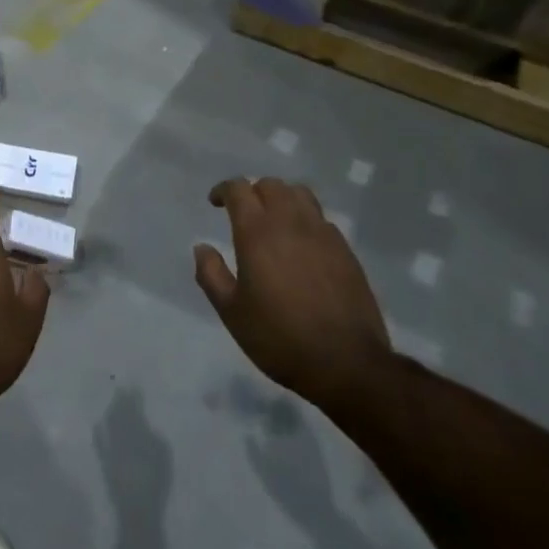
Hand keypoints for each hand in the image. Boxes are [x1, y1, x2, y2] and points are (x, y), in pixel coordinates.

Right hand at [195, 177, 391, 408]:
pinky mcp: (346, 250)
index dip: (224, 190)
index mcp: (257, 232)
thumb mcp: (232, 312)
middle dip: (253, 192)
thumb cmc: (279, 338)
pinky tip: (301, 246)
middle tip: (244, 213)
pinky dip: (305, 220)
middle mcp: (291, 223)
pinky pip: (321, 219)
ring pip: (300, 195)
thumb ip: (211, 275)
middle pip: (271, 185)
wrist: (346, 363)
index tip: (215, 203)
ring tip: (274, 222)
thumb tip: (202, 247)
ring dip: (282, 199)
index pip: (239, 189)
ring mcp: (323, 234)